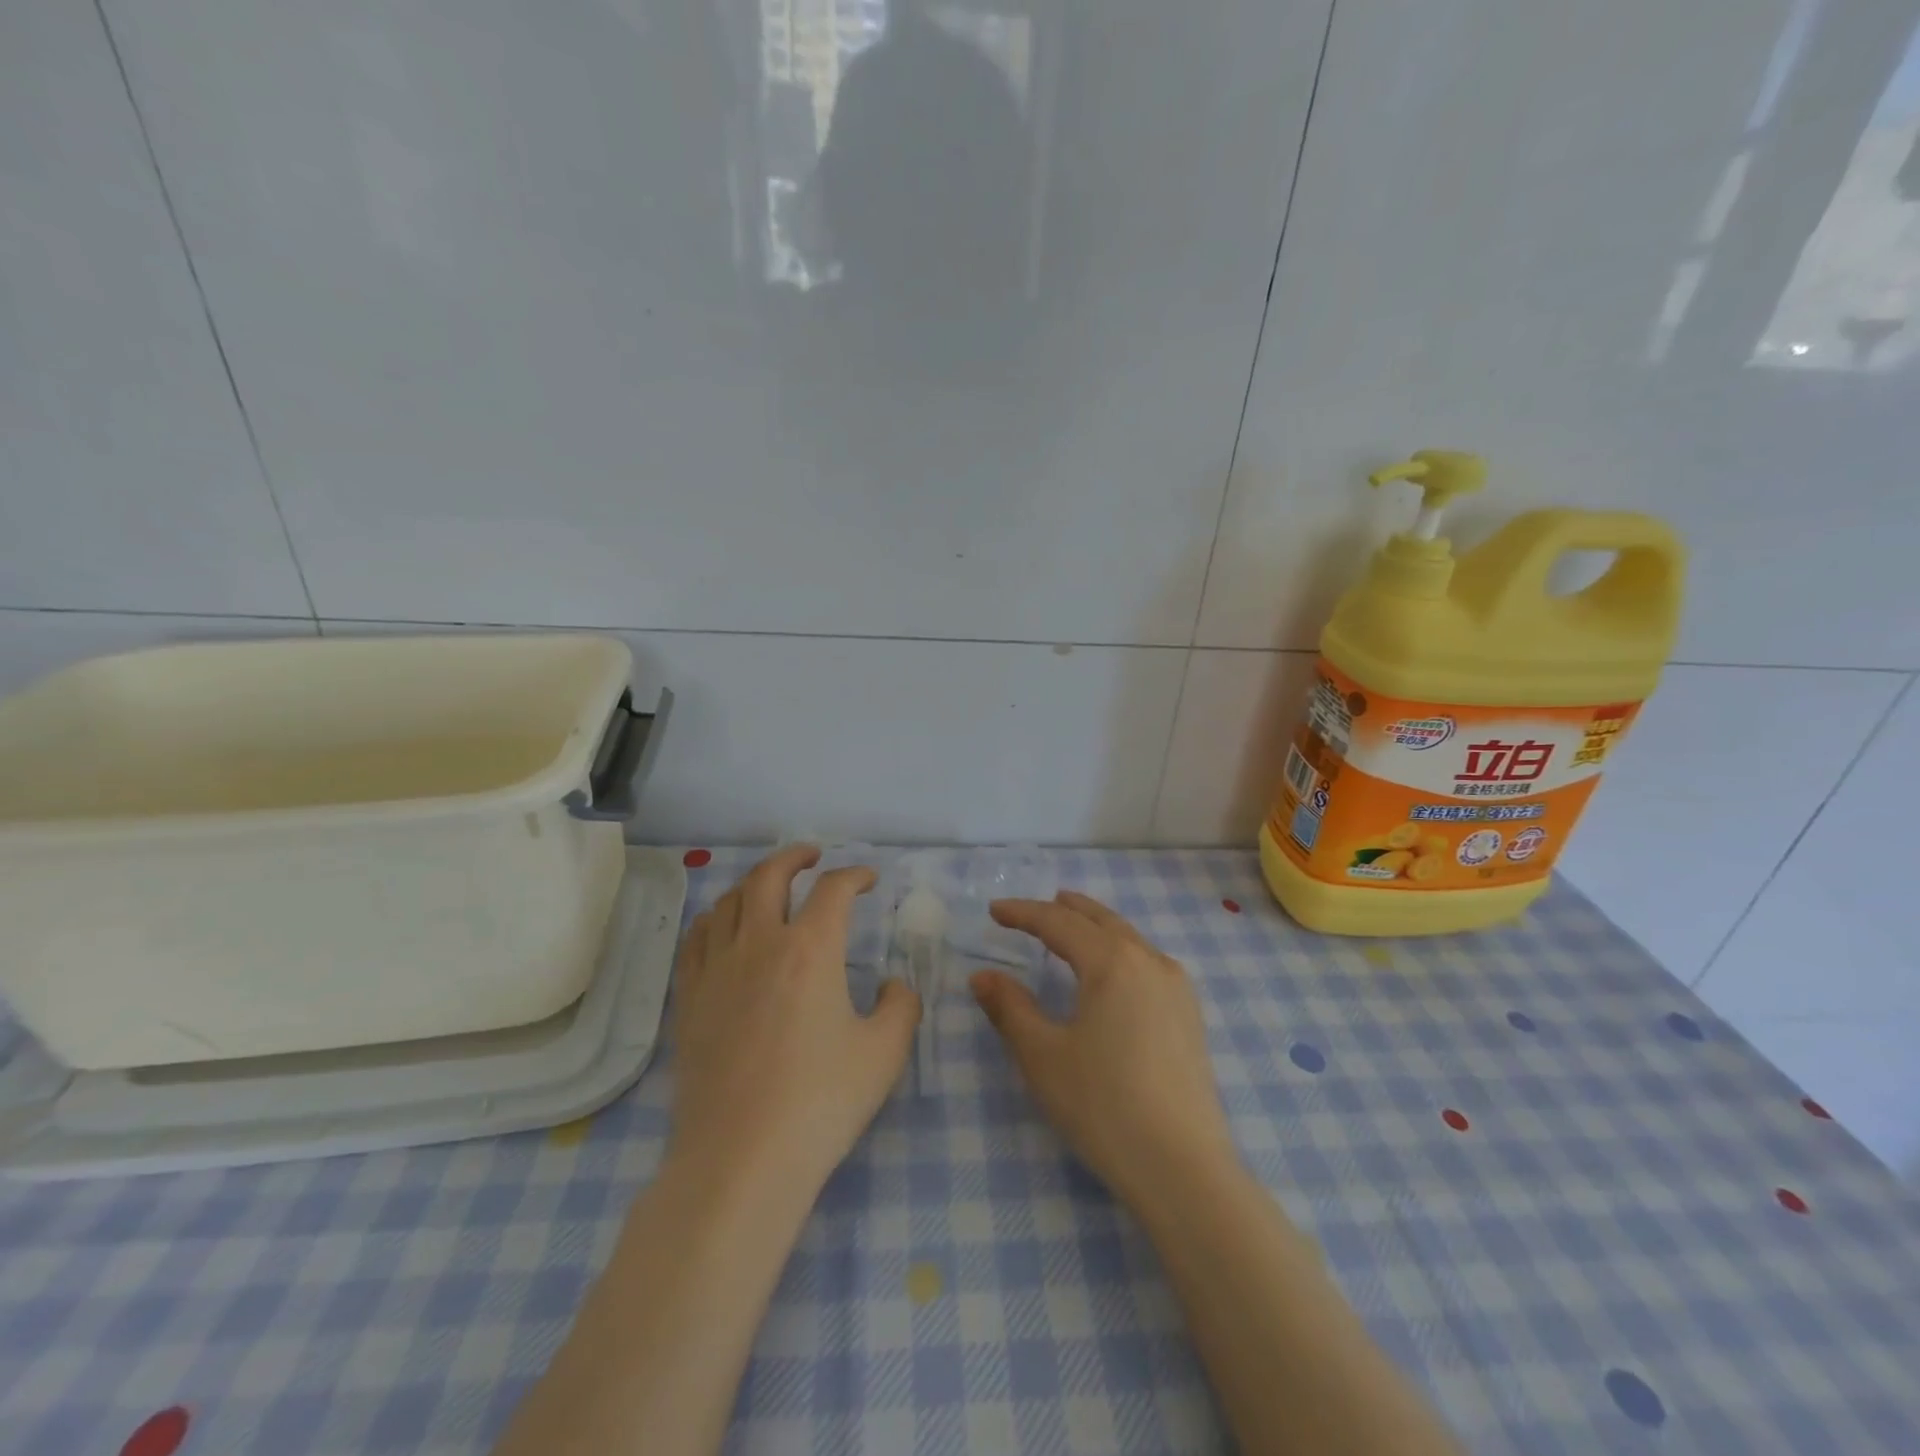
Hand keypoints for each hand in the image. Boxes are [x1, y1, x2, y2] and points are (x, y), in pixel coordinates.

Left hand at [668, 845, 920, 1202]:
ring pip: (727, 901)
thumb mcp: (884, 1052)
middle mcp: (759, 944)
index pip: (833, 889)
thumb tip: (894, 984)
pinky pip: (696, 939)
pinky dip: (715, 919)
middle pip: (769, 876)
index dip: (854, 875)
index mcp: (811, 949)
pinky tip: (723, 929)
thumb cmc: (821, 1102)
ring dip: (753, 884)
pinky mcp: (689, 999)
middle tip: (812, 855)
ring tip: (769, 889)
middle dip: (794, 856)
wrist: (741, 1159)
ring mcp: (716, 969)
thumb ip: (901, 1006)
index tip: (868, 880)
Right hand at [971, 891, 1236, 1204]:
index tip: (994, 910)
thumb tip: (982, 976)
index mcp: (1111, 962)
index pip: (1059, 923)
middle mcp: (1149, 961)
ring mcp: (1177, 988)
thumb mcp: (1043, 1056)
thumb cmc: (1103, 1105)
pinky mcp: (1190, 1016)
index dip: (1023, 913)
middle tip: (1038, 906)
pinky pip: (1148, 962)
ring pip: (1129, 939)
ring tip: (1074, 926)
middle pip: (1101, 920)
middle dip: (1066, 909)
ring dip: (1097, 927)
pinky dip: (1121, 950)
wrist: (1183, 1168)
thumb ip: (1010, 1008)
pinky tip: (1114, 971)